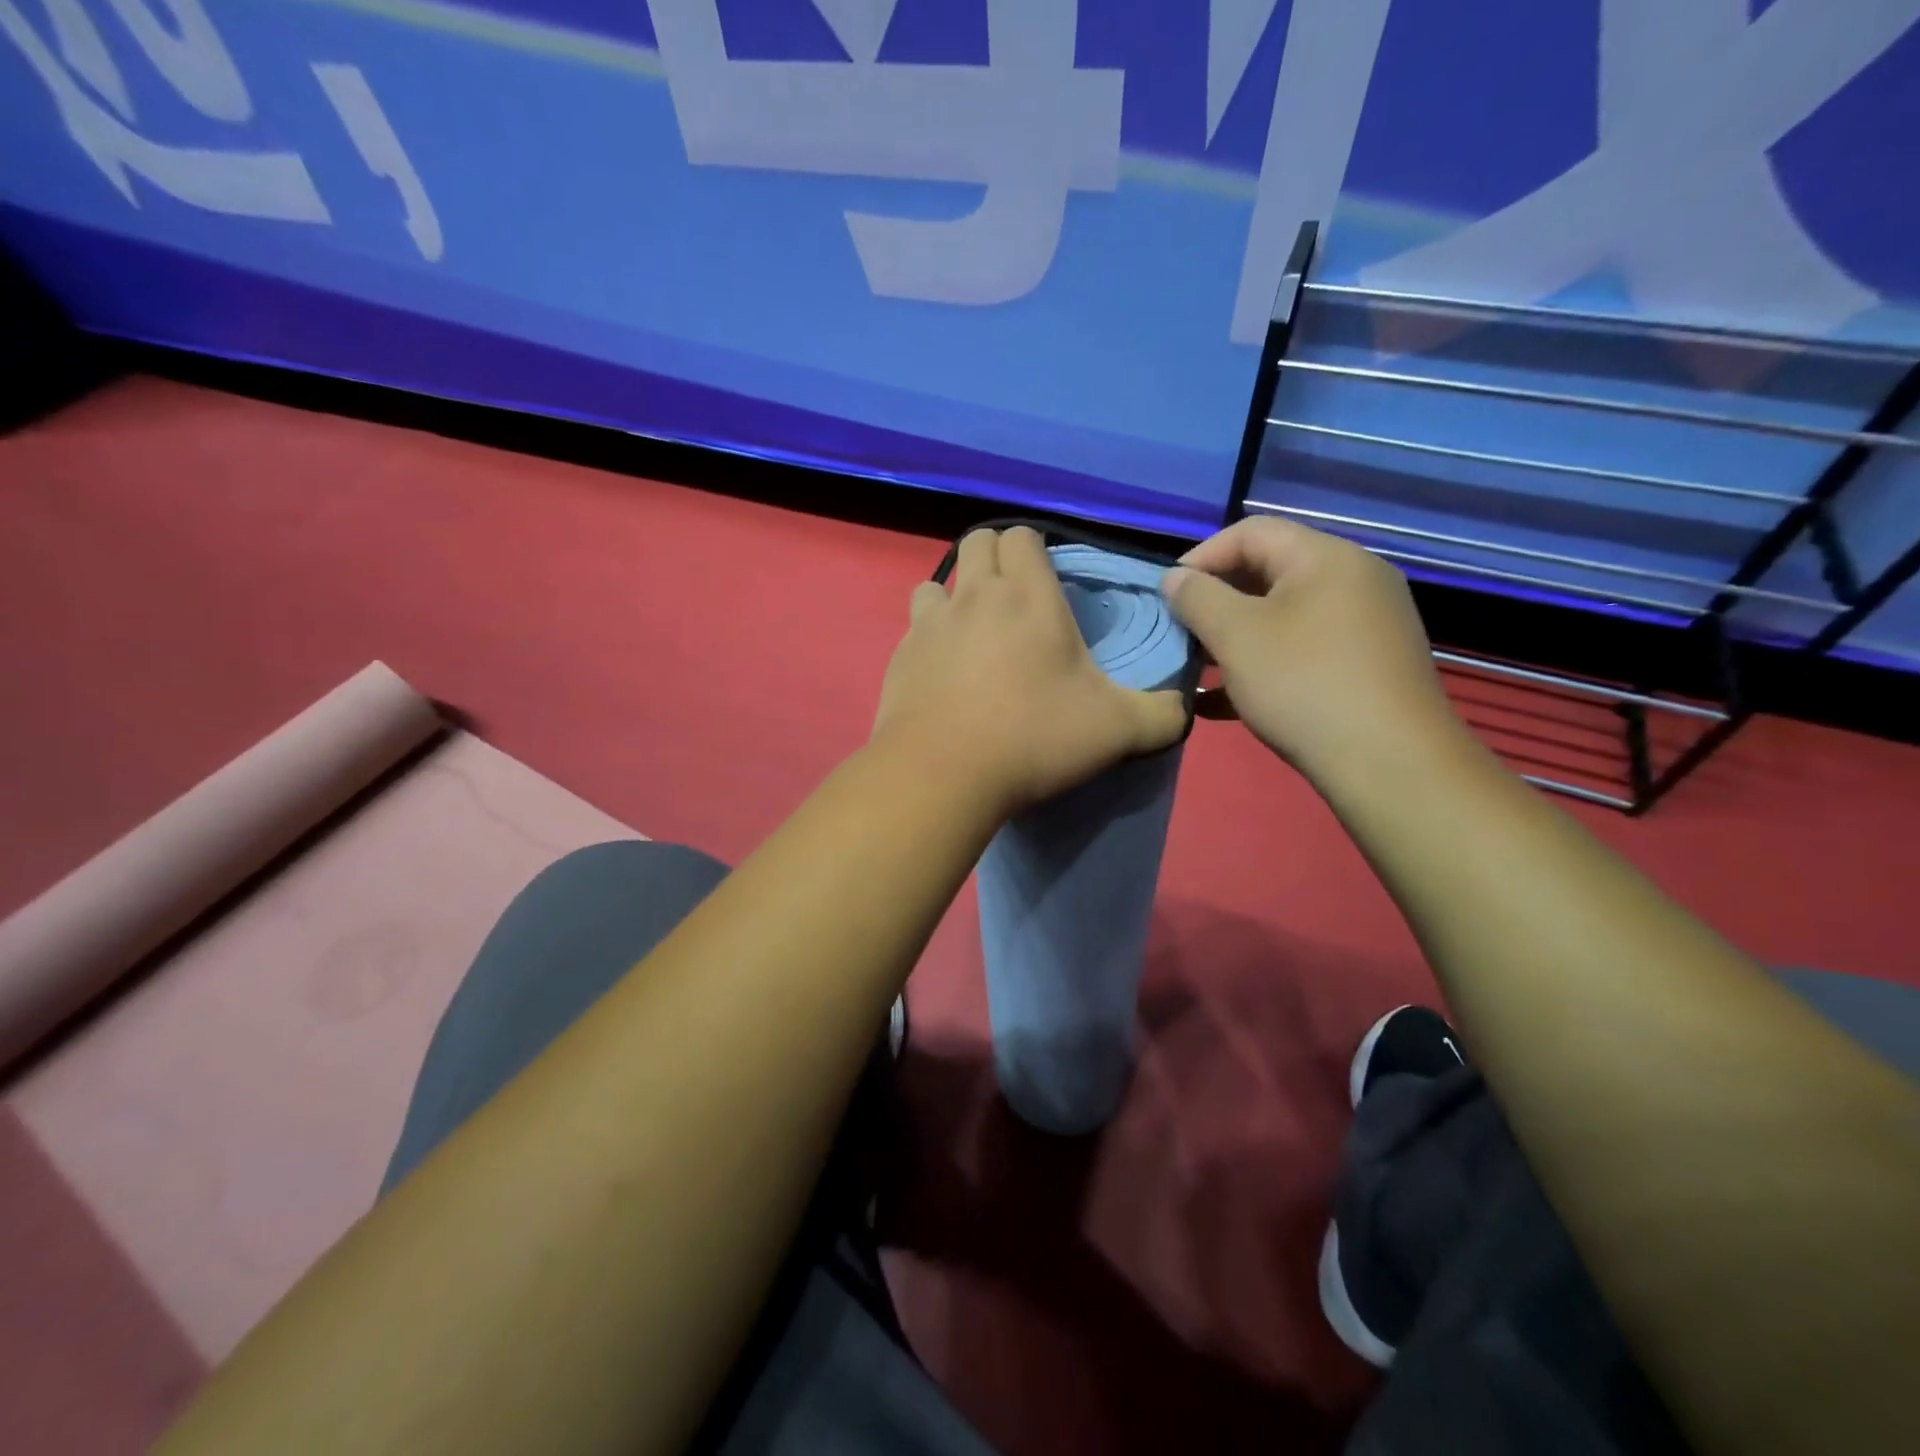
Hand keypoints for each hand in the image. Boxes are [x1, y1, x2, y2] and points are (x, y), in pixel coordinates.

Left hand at [874, 527, 1187, 816]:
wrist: (943, 775)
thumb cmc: (1034, 738)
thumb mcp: (1117, 730)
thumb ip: (1161, 714)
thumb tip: (1180, 707)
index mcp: (1027, 596)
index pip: (1022, 534)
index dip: (1035, 549)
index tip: (1049, 581)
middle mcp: (974, 596)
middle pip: (978, 542)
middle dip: (996, 558)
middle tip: (1015, 600)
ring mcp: (929, 625)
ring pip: (937, 583)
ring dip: (955, 595)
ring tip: (973, 633)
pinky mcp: (899, 658)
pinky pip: (914, 630)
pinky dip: (930, 638)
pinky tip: (944, 674)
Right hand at [1161, 517, 1459, 781]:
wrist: (1389, 763)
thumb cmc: (1303, 684)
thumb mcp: (1236, 636)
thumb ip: (1197, 598)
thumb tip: (1175, 578)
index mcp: (1326, 557)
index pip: (1251, 532)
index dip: (1201, 557)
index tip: (1167, 595)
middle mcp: (1354, 580)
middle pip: (1268, 573)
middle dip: (1216, 601)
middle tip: (1180, 633)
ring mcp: (1366, 625)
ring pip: (1283, 617)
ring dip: (1234, 638)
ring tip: (1196, 668)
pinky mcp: (1367, 666)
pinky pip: (1303, 650)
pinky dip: (1263, 665)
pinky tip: (1223, 701)